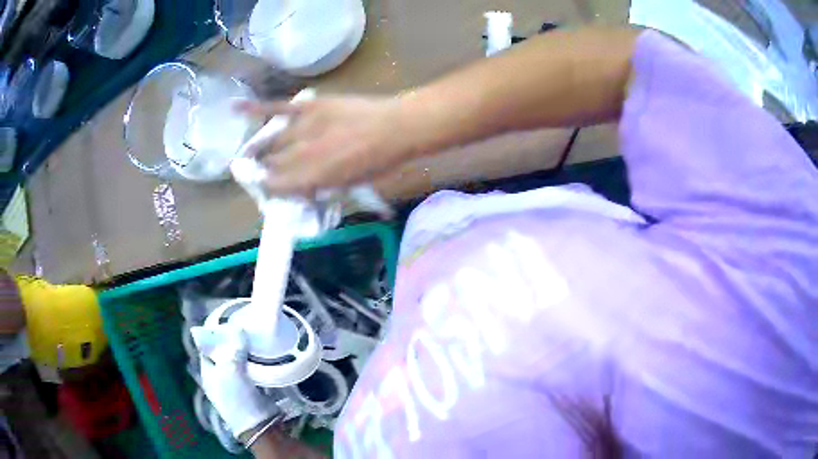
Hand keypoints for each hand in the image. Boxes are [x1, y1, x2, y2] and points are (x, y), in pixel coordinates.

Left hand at [190, 323, 278, 438]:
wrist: (260, 425)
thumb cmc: (239, 400)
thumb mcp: (231, 372)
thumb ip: (231, 349)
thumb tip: (236, 328)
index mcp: (208, 372)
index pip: (207, 346)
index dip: (214, 332)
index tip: (227, 319)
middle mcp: (219, 375)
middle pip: (223, 351)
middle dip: (232, 339)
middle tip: (245, 324)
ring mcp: (235, 382)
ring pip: (237, 358)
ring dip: (244, 348)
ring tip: (255, 333)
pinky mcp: (251, 386)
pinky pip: (250, 366)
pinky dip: (254, 358)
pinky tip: (262, 350)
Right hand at [235, 96, 427, 195]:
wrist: (396, 127)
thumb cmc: (379, 161)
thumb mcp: (350, 185)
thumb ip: (320, 187)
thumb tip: (300, 188)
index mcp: (312, 178)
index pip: (276, 186)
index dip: (268, 188)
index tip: (266, 188)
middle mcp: (302, 154)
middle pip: (271, 163)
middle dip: (264, 169)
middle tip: (262, 169)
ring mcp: (303, 127)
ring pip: (270, 140)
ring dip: (259, 148)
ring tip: (249, 153)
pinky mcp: (308, 106)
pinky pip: (276, 106)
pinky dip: (254, 107)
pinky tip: (234, 108)